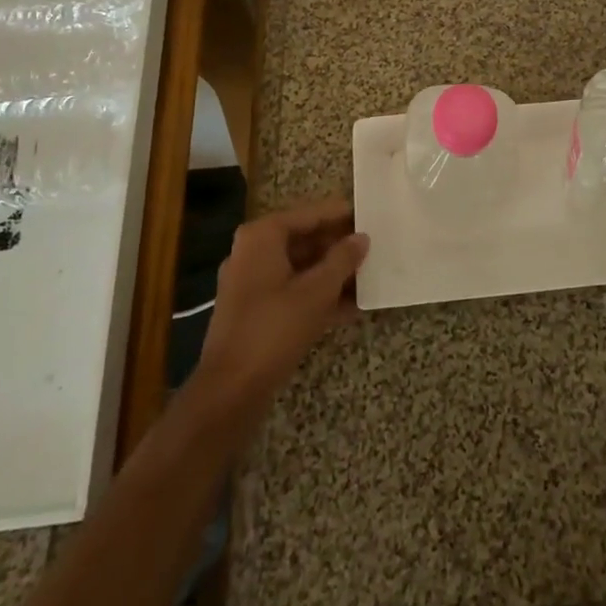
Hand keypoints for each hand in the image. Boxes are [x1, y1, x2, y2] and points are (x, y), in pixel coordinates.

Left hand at [195, 198, 369, 407]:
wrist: (230, 391)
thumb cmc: (274, 329)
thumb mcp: (317, 291)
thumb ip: (342, 259)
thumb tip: (361, 238)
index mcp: (262, 237)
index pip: (310, 214)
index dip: (341, 215)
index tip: (371, 215)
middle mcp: (253, 252)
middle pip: (305, 239)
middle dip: (339, 246)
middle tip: (375, 247)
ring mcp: (251, 283)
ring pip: (301, 268)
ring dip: (333, 273)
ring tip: (370, 275)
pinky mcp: (255, 311)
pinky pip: (293, 291)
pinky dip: (319, 295)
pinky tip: (352, 306)